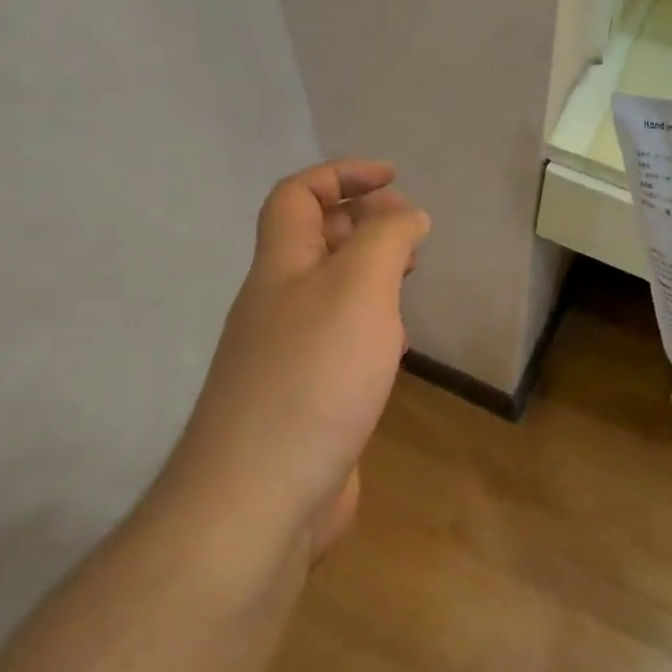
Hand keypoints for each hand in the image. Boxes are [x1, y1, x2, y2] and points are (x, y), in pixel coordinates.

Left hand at [167, 161, 428, 556]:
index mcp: (280, 269)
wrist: (261, 496)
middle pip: (310, 244)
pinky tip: (393, 350)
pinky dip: (367, 331)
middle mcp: (275, 306)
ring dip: (366, 278)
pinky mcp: (303, 402)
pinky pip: (336, 345)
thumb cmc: (313, 378)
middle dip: (360, 224)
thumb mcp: (358, 289)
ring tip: (408, 282)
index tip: (395, 180)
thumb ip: (385, 240)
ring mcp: (285, 357)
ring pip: (326, 296)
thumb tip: (405, 213)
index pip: (297, 197)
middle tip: (410, 234)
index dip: (341, 175)